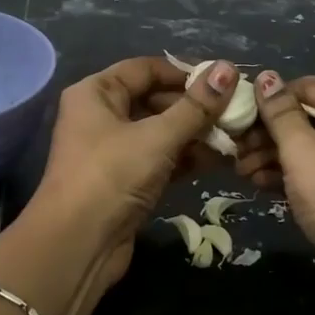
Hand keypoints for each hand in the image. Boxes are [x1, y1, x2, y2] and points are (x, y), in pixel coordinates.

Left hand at [24, 56, 237, 300]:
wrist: (77, 245)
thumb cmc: (112, 176)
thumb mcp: (157, 137)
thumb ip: (196, 106)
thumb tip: (228, 69)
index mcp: (96, 93)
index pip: (144, 69)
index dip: (184, 72)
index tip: (223, 80)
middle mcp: (100, 116)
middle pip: (154, 99)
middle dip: (194, 107)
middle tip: (236, 111)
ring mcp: (112, 151)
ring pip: (160, 132)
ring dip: (195, 134)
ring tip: (236, 136)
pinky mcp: (125, 181)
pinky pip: (160, 159)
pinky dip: (186, 158)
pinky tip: (220, 160)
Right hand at [243, 72, 314, 314]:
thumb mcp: (304, 151)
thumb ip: (280, 113)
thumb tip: (265, 76)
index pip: (308, 87)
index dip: (270, 97)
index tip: (234, 113)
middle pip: (307, 118)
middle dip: (267, 132)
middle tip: (232, 147)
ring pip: (307, 148)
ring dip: (271, 156)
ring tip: (239, 169)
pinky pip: (314, 174)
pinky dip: (287, 176)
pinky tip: (256, 183)